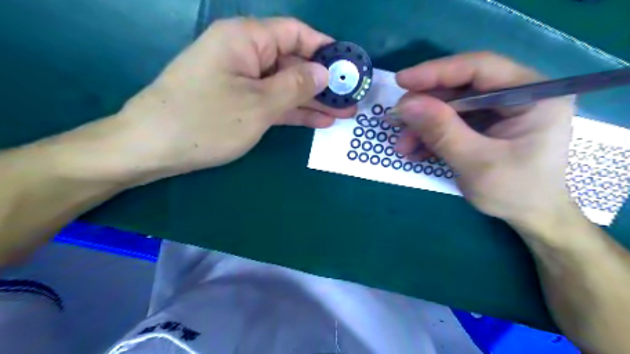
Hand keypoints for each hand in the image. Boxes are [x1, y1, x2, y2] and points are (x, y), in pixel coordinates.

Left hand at [116, 15, 355, 181]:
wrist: (152, 148)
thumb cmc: (206, 121)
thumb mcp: (259, 104)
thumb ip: (296, 86)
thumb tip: (324, 73)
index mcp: (246, 39)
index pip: (296, 34)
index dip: (325, 48)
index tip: (349, 67)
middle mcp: (245, 54)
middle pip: (293, 62)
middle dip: (323, 81)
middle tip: (351, 98)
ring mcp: (241, 81)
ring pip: (285, 85)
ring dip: (313, 100)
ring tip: (343, 112)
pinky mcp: (239, 102)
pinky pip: (273, 102)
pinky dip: (294, 111)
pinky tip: (319, 120)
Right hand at [395, 52, 576, 226]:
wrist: (530, 217)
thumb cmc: (514, 192)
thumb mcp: (476, 163)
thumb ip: (442, 132)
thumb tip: (405, 105)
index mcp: (534, 95)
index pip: (481, 68)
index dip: (437, 72)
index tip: (401, 81)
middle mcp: (518, 94)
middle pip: (461, 87)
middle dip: (425, 106)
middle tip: (396, 120)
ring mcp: (500, 110)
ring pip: (451, 106)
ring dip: (423, 125)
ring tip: (402, 145)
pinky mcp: (485, 124)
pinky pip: (452, 122)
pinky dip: (431, 135)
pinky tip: (415, 151)